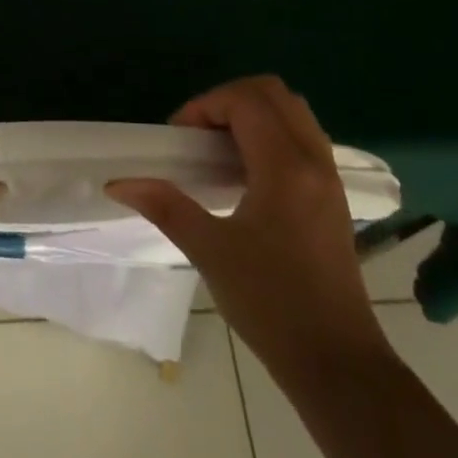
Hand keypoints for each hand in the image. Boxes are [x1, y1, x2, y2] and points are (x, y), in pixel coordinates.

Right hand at [107, 76, 390, 382]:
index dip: (205, 106)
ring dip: (254, 113)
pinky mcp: (333, 195)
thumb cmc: (271, 304)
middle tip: (199, 135)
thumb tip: (119, 183)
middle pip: (274, 93)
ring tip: (221, 149)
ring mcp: (328, 176)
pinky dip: (272, 132)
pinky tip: (248, 173)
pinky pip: (303, 135)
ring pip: (293, 110)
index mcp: (285, 167)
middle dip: (229, 100)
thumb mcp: (210, 252)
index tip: (180, 137)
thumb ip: (166, 207)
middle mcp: (313, 160)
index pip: (245, 101)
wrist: (338, 364)